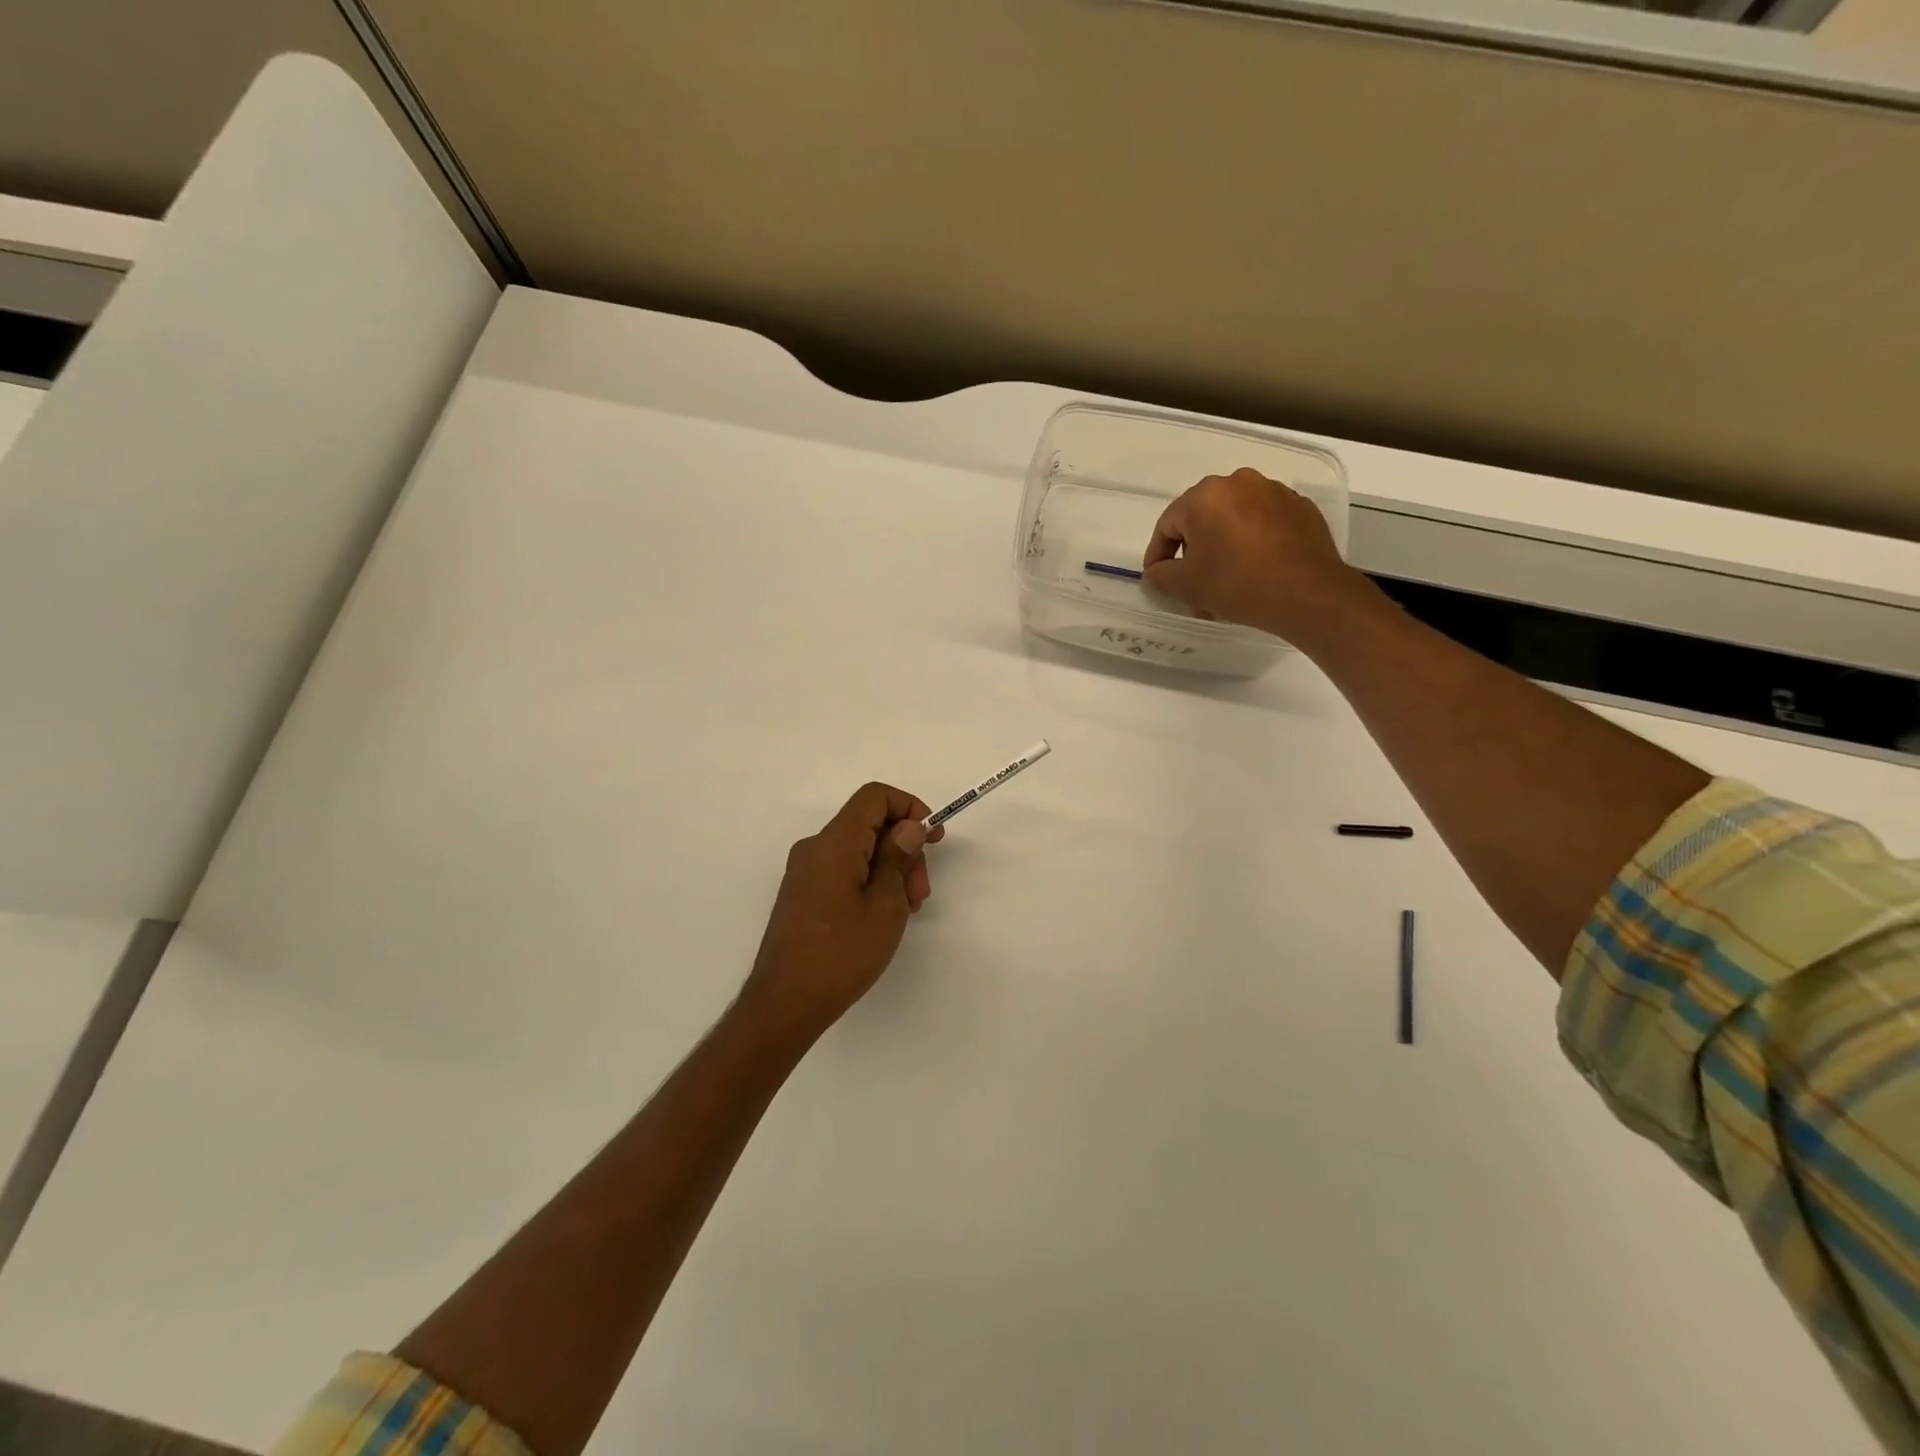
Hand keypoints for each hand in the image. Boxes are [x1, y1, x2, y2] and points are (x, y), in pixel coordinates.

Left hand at [740, 782, 945, 1043]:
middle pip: (869, 825)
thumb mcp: (885, 905)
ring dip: (890, 870)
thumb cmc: (841, 954)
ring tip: (906, 911)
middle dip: (904, 849)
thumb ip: (898, 858)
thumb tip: (909, 826)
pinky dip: (870, 882)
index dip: (909, 807)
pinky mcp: (803, 894)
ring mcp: (805, 872)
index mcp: (833, 843)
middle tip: (921, 893)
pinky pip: (844, 870)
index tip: (933, 838)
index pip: (874, 797)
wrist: (785, 1004)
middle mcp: (814, 849)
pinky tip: (883, 916)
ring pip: (859, 850)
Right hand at [1142, 467, 1366, 643]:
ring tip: (1225, 583)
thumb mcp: (1185, 586)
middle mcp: (1239, 483)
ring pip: (1234, 521)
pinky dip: (1253, 544)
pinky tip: (1255, 572)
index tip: (1158, 580)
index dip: (1157, 555)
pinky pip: (1263, 525)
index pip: (1167, 524)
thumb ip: (1159, 575)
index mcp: (1206, 495)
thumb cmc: (1237, 583)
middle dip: (1193, 553)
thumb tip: (1156, 572)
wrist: (1307, 593)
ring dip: (1223, 549)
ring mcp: (1274, 492)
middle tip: (1193, 586)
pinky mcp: (1301, 508)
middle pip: (1202, 519)